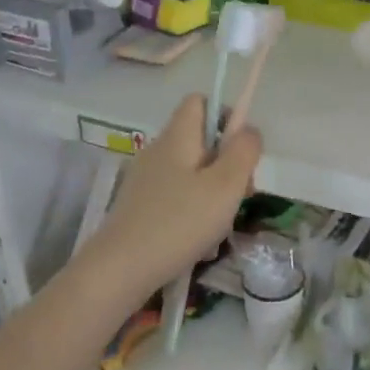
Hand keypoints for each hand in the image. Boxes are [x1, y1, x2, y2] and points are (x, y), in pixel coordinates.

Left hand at [83, 95, 261, 294]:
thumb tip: (249, 130)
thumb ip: (244, 151)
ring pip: (192, 170)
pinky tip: (200, 239)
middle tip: (241, 193)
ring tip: (221, 223)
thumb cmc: (180, 222)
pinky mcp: (140, 205)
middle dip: (227, 162)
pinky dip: (195, 209)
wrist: (121, 268)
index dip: (226, 115)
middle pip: (200, 139)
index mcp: (178, 137)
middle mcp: (158, 150)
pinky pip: (177, 195)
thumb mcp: (226, 185)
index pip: (200, 101)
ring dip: (214, 191)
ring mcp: (146, 179)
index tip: (241, 149)